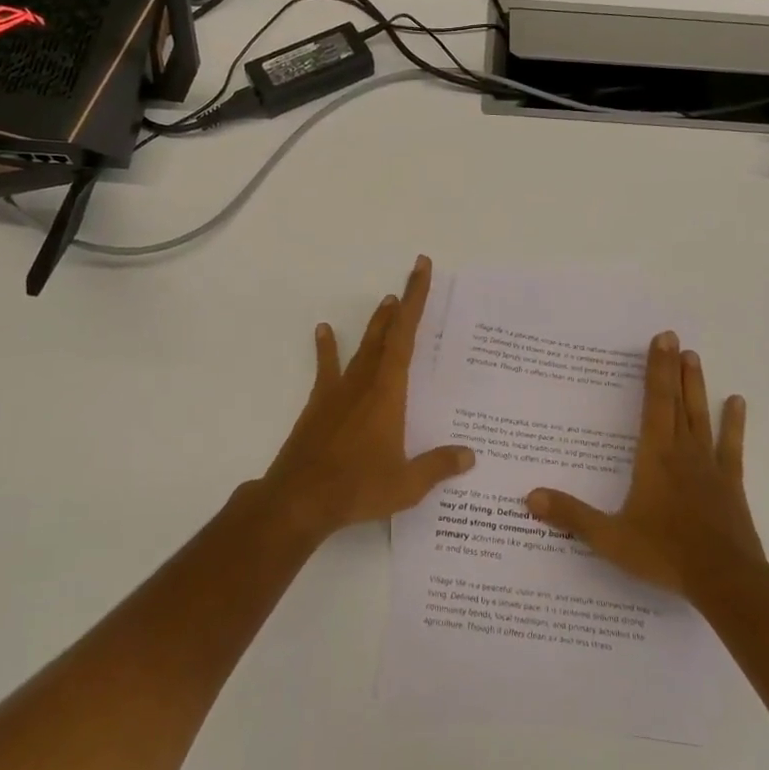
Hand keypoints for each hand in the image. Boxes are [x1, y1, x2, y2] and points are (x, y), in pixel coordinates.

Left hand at [258, 255, 475, 539]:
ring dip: (375, 324)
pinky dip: (327, 348)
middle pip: (386, 334)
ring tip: (385, 301)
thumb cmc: (357, 488)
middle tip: (413, 276)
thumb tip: (470, 455)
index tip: (421, 270)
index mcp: (388, 393)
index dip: (415, 301)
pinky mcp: (319, 405)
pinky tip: (324, 330)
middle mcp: (364, 382)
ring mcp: (338, 392)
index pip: (406, 337)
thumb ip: (438, 466)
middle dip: (402, 304)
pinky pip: (327, 368)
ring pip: (362, 347)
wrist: (299, 500)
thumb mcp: (406, 484)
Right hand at [526, 332, 763, 597]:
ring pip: (701, 416)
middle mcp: (682, 452)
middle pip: (676, 401)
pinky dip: (733, 424)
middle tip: (674, 337)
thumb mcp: (610, 538)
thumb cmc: (665, 554)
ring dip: (696, 386)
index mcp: (654, 457)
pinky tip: (737, 402)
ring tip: (695, 357)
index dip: (656, 370)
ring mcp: (709, 466)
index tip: (661, 339)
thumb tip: (530, 496)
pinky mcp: (730, 484)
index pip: (654, 403)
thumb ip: (572, 515)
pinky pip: (731, 446)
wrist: (725, 580)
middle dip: (673, 368)